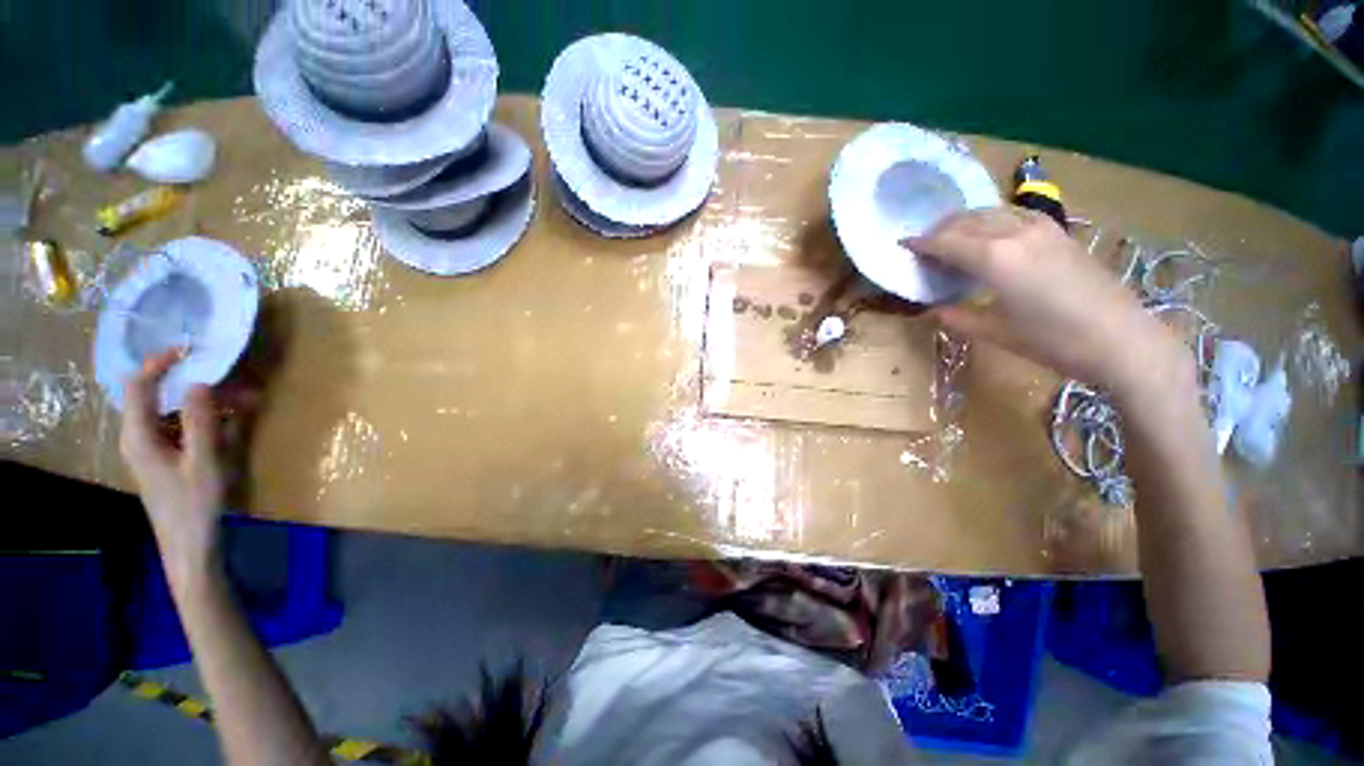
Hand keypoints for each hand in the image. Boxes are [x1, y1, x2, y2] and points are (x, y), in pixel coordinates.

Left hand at [119, 349, 224, 582]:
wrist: (190, 546)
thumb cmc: (194, 505)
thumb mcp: (203, 463)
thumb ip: (200, 421)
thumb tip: (200, 382)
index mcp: (139, 435)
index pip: (139, 385)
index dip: (160, 362)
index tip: (190, 348)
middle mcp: (140, 436)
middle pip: (158, 396)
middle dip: (194, 382)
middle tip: (232, 379)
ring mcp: (153, 448)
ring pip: (174, 411)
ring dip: (207, 402)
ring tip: (246, 401)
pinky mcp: (168, 458)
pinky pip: (183, 427)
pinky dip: (207, 418)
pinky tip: (234, 421)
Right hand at [906, 208, 1193, 397]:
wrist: (1122, 339)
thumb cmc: (1053, 341)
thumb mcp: (995, 333)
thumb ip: (958, 317)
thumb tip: (934, 309)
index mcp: (995, 259)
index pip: (946, 242)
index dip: (921, 243)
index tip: (902, 244)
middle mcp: (1015, 233)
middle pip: (967, 220)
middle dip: (940, 229)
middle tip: (923, 245)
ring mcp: (1041, 229)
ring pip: (991, 212)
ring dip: (965, 221)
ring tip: (950, 237)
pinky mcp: (1059, 232)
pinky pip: (1014, 214)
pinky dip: (992, 219)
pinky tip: (990, 233)